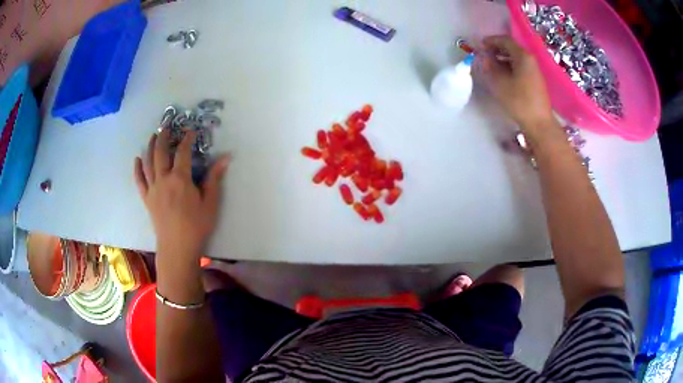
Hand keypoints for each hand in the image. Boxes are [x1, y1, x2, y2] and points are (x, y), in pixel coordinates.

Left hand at [134, 130, 229, 264]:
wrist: (177, 248)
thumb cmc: (196, 226)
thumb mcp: (210, 203)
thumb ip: (214, 178)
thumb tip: (226, 157)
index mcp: (180, 179)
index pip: (183, 152)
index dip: (187, 139)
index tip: (192, 131)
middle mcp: (163, 179)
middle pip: (161, 152)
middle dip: (164, 137)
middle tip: (167, 127)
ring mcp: (153, 189)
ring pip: (148, 162)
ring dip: (151, 147)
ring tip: (154, 136)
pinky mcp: (147, 199)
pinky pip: (139, 180)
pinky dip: (137, 168)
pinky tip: (137, 159)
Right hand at [477, 35, 554, 136]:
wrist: (539, 124)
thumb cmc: (519, 101)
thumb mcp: (500, 83)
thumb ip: (490, 67)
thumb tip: (484, 57)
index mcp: (523, 56)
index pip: (505, 40)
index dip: (491, 40)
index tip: (480, 45)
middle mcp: (530, 60)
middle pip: (512, 48)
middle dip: (497, 49)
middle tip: (484, 55)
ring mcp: (535, 71)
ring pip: (516, 58)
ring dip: (503, 59)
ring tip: (491, 66)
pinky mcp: (536, 81)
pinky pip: (521, 67)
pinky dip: (510, 67)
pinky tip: (503, 76)